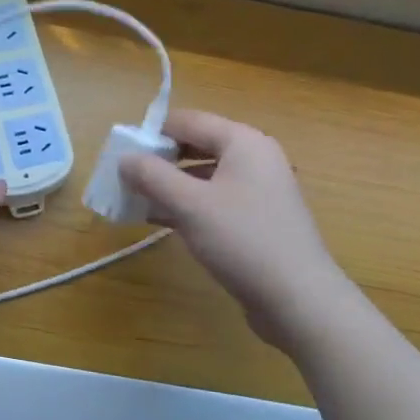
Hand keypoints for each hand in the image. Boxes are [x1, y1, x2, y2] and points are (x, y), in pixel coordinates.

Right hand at [121, 110, 341, 346]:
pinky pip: (215, 200)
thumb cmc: (242, 240)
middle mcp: (254, 158)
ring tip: (137, 201)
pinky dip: (188, 205)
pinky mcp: (257, 218)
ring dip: (170, 185)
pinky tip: (161, 221)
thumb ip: (152, 176)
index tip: (121, 154)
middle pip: (197, 146)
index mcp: (243, 142)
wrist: (298, 298)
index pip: (187, 121)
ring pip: (204, 176)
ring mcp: (259, 190)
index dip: (152, 132)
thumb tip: (124, 158)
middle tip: (126, 179)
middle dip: (160, 160)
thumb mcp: (189, 205)